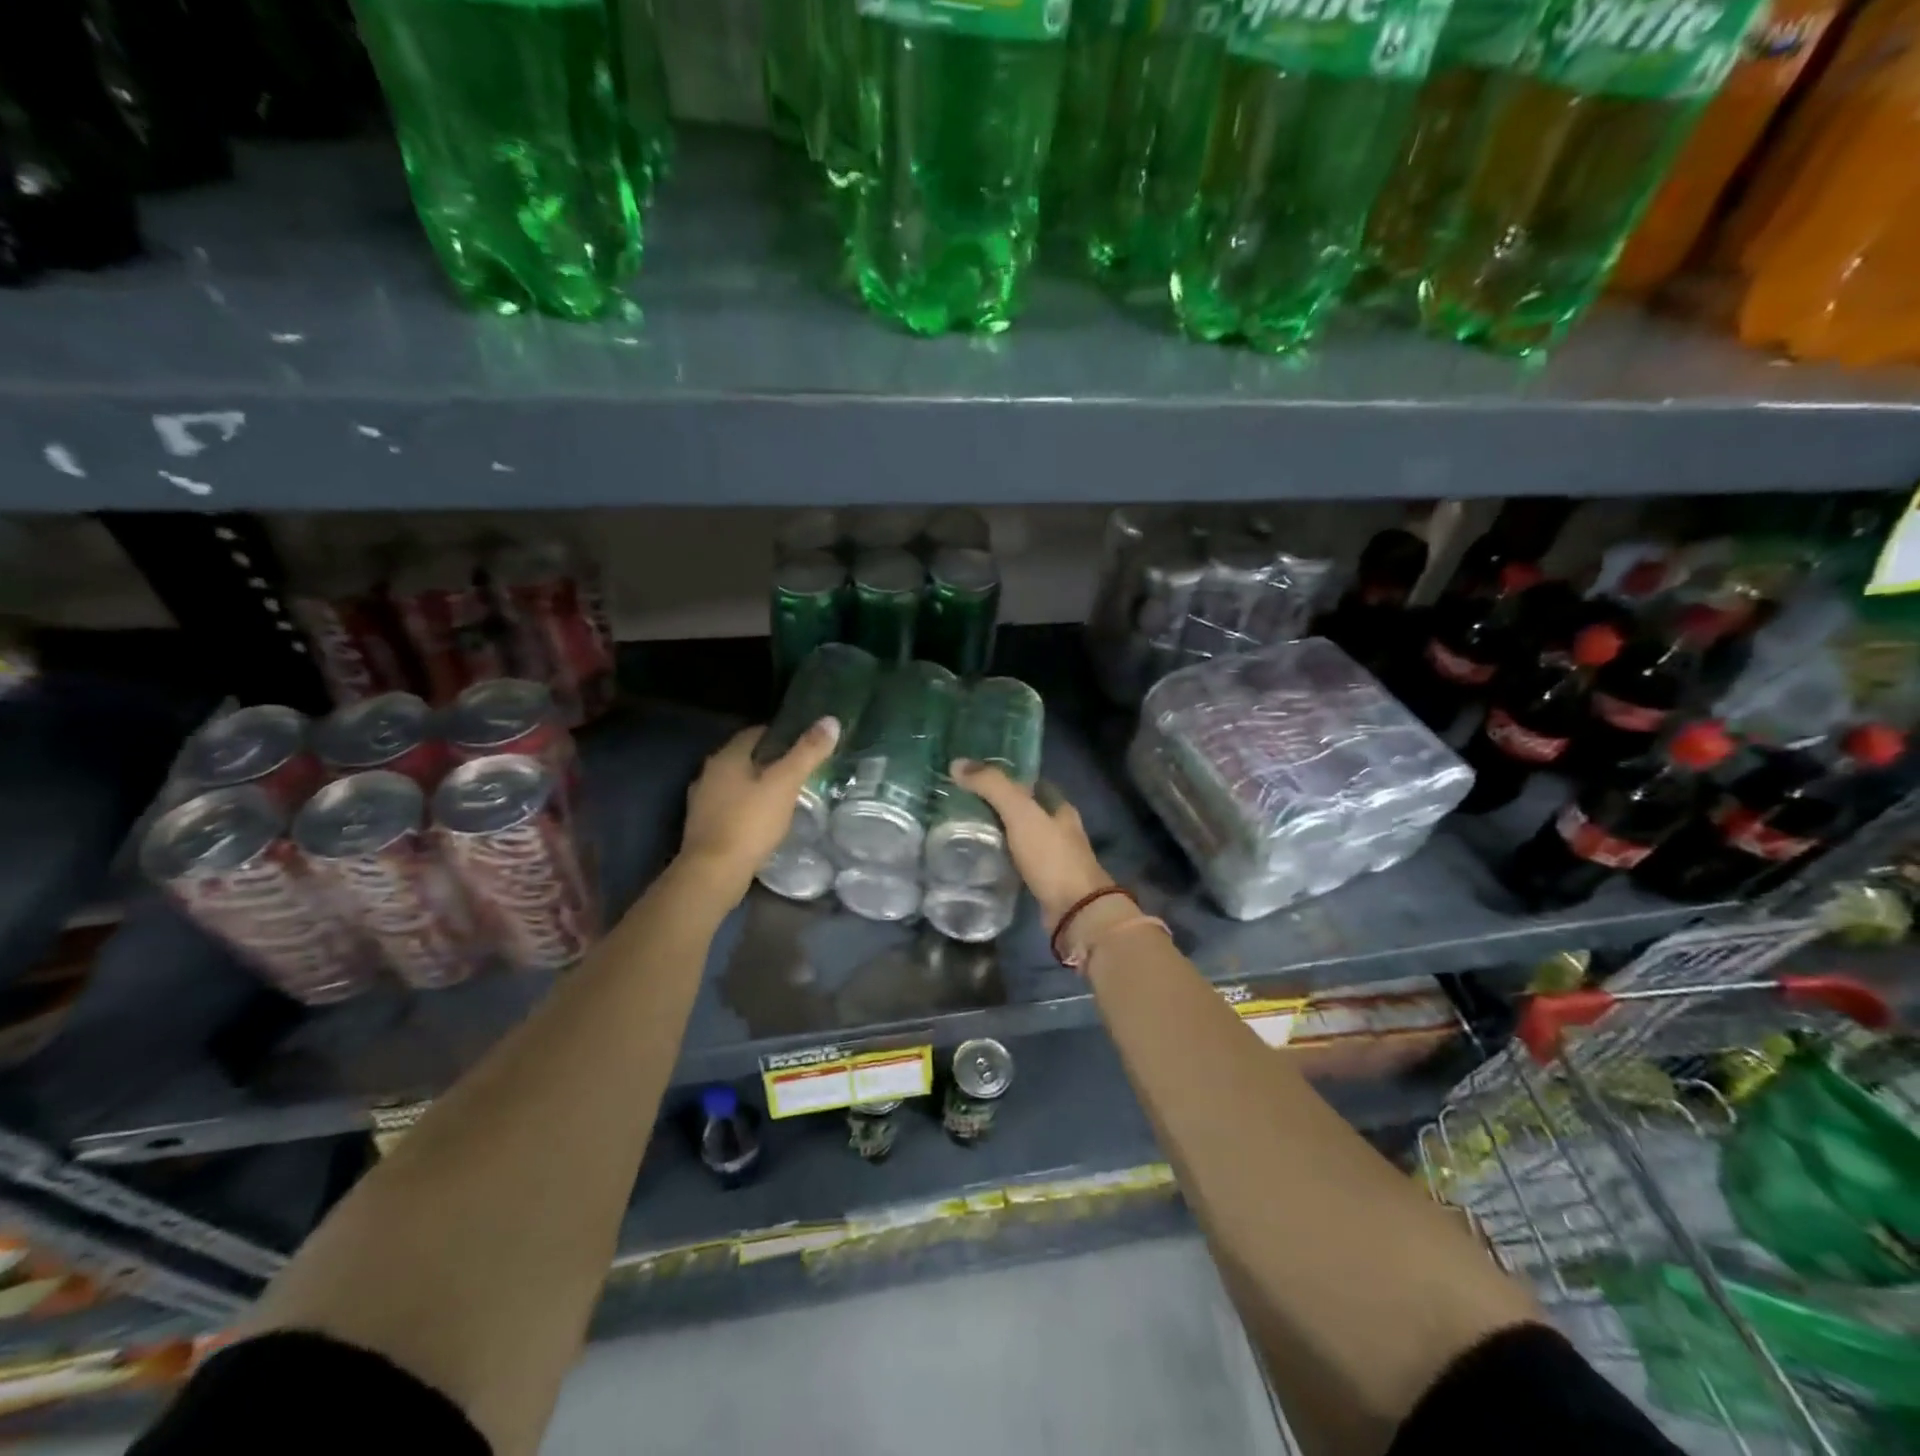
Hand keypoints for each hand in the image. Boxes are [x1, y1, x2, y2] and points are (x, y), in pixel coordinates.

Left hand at [680, 718, 840, 893]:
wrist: (713, 873)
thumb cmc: (750, 823)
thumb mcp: (785, 784)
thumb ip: (807, 752)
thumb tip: (830, 720)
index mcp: (727, 757)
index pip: (756, 732)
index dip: (781, 735)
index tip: (804, 745)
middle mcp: (709, 773)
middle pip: (745, 757)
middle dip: (771, 761)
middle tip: (800, 771)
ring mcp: (702, 800)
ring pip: (737, 783)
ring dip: (758, 785)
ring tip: (786, 796)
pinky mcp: (703, 826)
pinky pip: (730, 806)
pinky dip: (748, 807)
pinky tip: (764, 820)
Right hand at [950, 761, 1112, 930]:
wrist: (1074, 910)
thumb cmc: (1051, 856)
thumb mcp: (1020, 813)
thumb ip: (992, 786)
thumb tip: (957, 763)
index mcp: (1059, 807)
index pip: (1032, 783)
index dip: (1007, 778)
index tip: (977, 778)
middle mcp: (1060, 829)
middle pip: (1026, 811)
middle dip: (999, 807)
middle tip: (964, 804)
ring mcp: (1053, 858)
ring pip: (1021, 837)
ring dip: (1000, 834)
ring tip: (966, 830)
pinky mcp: (1044, 882)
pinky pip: (1018, 862)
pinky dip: (1002, 858)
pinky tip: (981, 860)